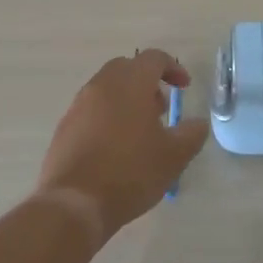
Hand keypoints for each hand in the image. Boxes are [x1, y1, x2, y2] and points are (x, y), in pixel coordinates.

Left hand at [35, 50, 207, 242]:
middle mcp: (101, 85)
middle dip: (147, 82)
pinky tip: (115, 148)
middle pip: (127, 68)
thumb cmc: (130, 172)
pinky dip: (107, 116)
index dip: (173, 68)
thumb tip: (198, 124)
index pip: (153, 58)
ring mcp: (78, 105)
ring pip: (107, 88)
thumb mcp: (174, 157)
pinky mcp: (64, 127)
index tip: (184, 87)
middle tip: (161, 109)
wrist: (74, 204)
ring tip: (140, 132)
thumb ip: (191, 134)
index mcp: (130, 84)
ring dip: (127, 100)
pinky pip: (91, 110)